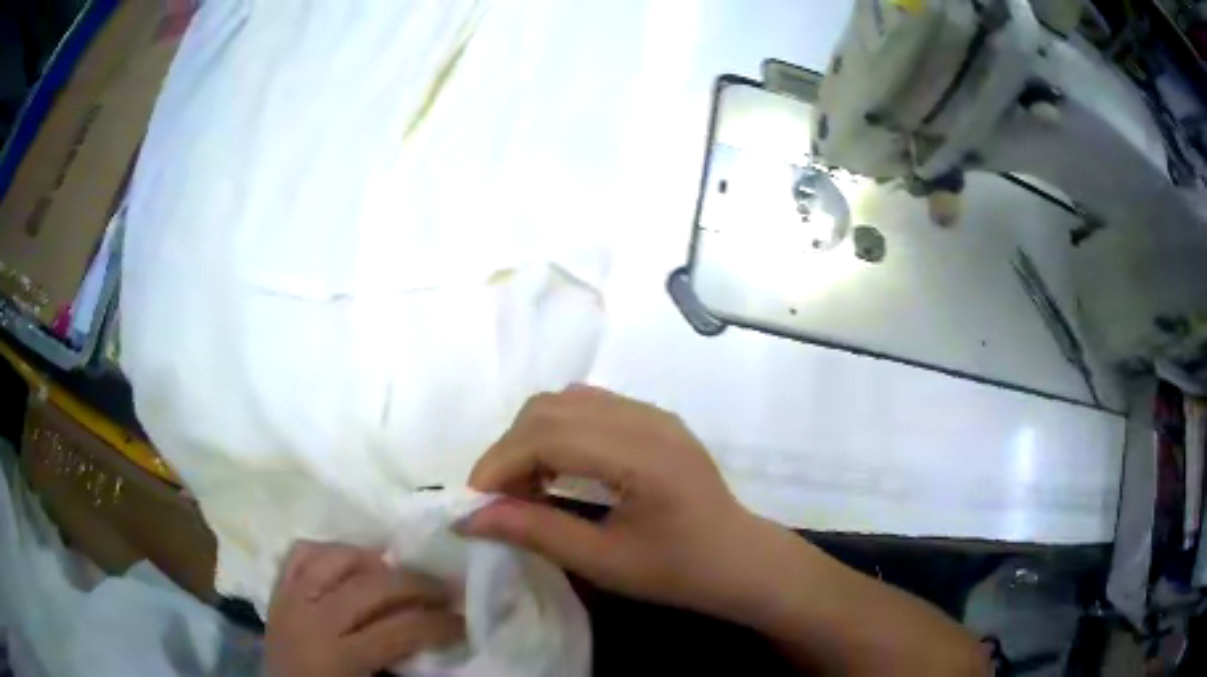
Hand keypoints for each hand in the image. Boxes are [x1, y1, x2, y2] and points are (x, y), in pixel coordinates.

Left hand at [266, 541, 463, 676]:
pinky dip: (327, 551)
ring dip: (371, 560)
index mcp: (339, 655)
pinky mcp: (277, 591)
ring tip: (395, 570)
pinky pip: (300, 555)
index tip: (463, 622)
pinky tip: (349, 561)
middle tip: (445, 589)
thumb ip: (400, 664)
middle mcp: (312, 618)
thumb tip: (434, 641)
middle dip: (416, 584)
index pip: (399, 629)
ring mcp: (290, 599)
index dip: (438, 624)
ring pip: (334, 559)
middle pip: (372, 587)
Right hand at [461, 385, 764, 615]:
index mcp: (643, 455)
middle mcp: (647, 420)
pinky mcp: (654, 419)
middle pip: (551, 409)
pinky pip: (590, 407)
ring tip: (523, 485)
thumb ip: (536, 532)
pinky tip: (557, 468)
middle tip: (496, 497)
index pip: (549, 436)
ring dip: (531, 437)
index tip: (473, 500)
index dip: (500, 463)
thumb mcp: (605, 562)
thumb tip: (469, 518)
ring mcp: (653, 414)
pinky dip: (558, 431)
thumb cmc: (680, 571)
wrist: (740, 560)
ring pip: (566, 401)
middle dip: (509, 449)